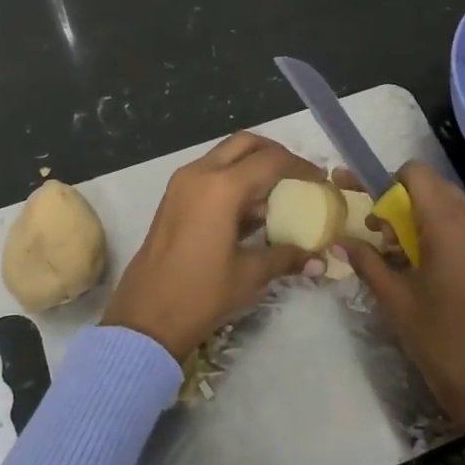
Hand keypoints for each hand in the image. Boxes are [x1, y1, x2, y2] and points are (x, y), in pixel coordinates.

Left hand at [101, 132, 325, 361]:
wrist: (144, 319)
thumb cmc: (200, 295)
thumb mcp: (249, 275)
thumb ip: (286, 257)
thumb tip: (318, 259)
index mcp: (221, 187)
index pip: (271, 160)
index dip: (301, 167)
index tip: (321, 181)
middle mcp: (200, 173)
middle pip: (245, 144)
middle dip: (275, 154)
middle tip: (298, 176)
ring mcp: (182, 183)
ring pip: (225, 156)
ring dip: (253, 167)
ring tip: (279, 196)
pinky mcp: (173, 197)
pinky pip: (210, 173)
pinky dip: (233, 180)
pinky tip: (251, 212)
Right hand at [345, 162, 464, 464]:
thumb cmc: (441, 342)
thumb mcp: (395, 301)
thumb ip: (367, 261)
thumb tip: (341, 241)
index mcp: (449, 225)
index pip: (416, 173)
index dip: (390, 184)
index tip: (377, 217)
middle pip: (436, 188)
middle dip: (406, 204)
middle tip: (387, 241)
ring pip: (455, 207)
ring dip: (428, 220)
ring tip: (413, 261)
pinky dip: (451, 235)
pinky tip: (441, 274)